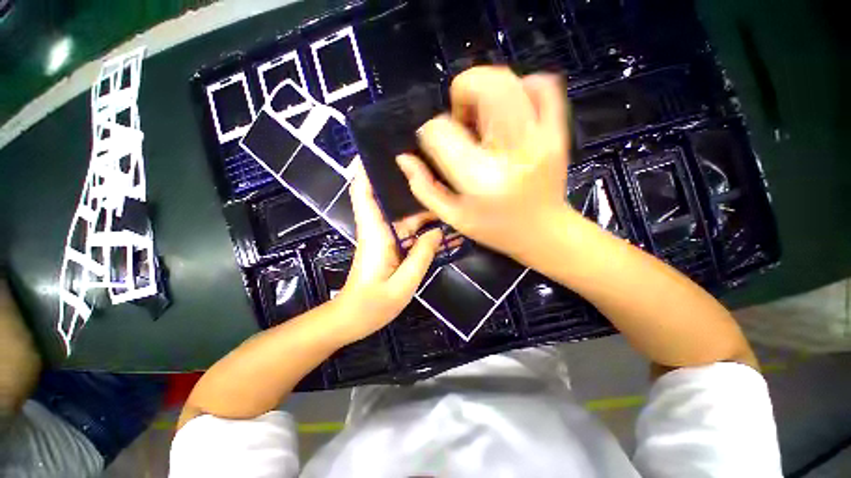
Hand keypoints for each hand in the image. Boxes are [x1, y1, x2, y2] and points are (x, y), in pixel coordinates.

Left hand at [333, 166, 441, 344]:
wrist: (351, 319)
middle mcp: (377, 230)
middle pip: (388, 198)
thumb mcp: (402, 284)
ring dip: (418, 204)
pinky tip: (439, 223)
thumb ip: (421, 256)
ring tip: (444, 194)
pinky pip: (405, 228)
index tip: (377, 149)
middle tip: (431, 168)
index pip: (363, 193)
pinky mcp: (388, 246)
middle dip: (404, 181)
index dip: (365, 169)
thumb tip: (437, 232)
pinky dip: (420, 223)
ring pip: (401, 213)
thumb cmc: (372, 305)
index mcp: (375, 234)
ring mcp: (383, 238)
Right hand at [397, 67, 575, 260]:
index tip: (434, 143)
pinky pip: (543, 87)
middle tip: (460, 119)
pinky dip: (520, 88)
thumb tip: (404, 158)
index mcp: (478, 179)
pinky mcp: (558, 133)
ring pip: (510, 81)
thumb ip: (423, 187)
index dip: (430, 131)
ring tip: (483, 119)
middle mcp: (510, 153)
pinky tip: (509, 112)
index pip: (441, 131)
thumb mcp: (452, 216)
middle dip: (461, 92)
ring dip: (486, 89)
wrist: (543, 233)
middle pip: (483, 87)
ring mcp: (540, 138)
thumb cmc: (494, 229)